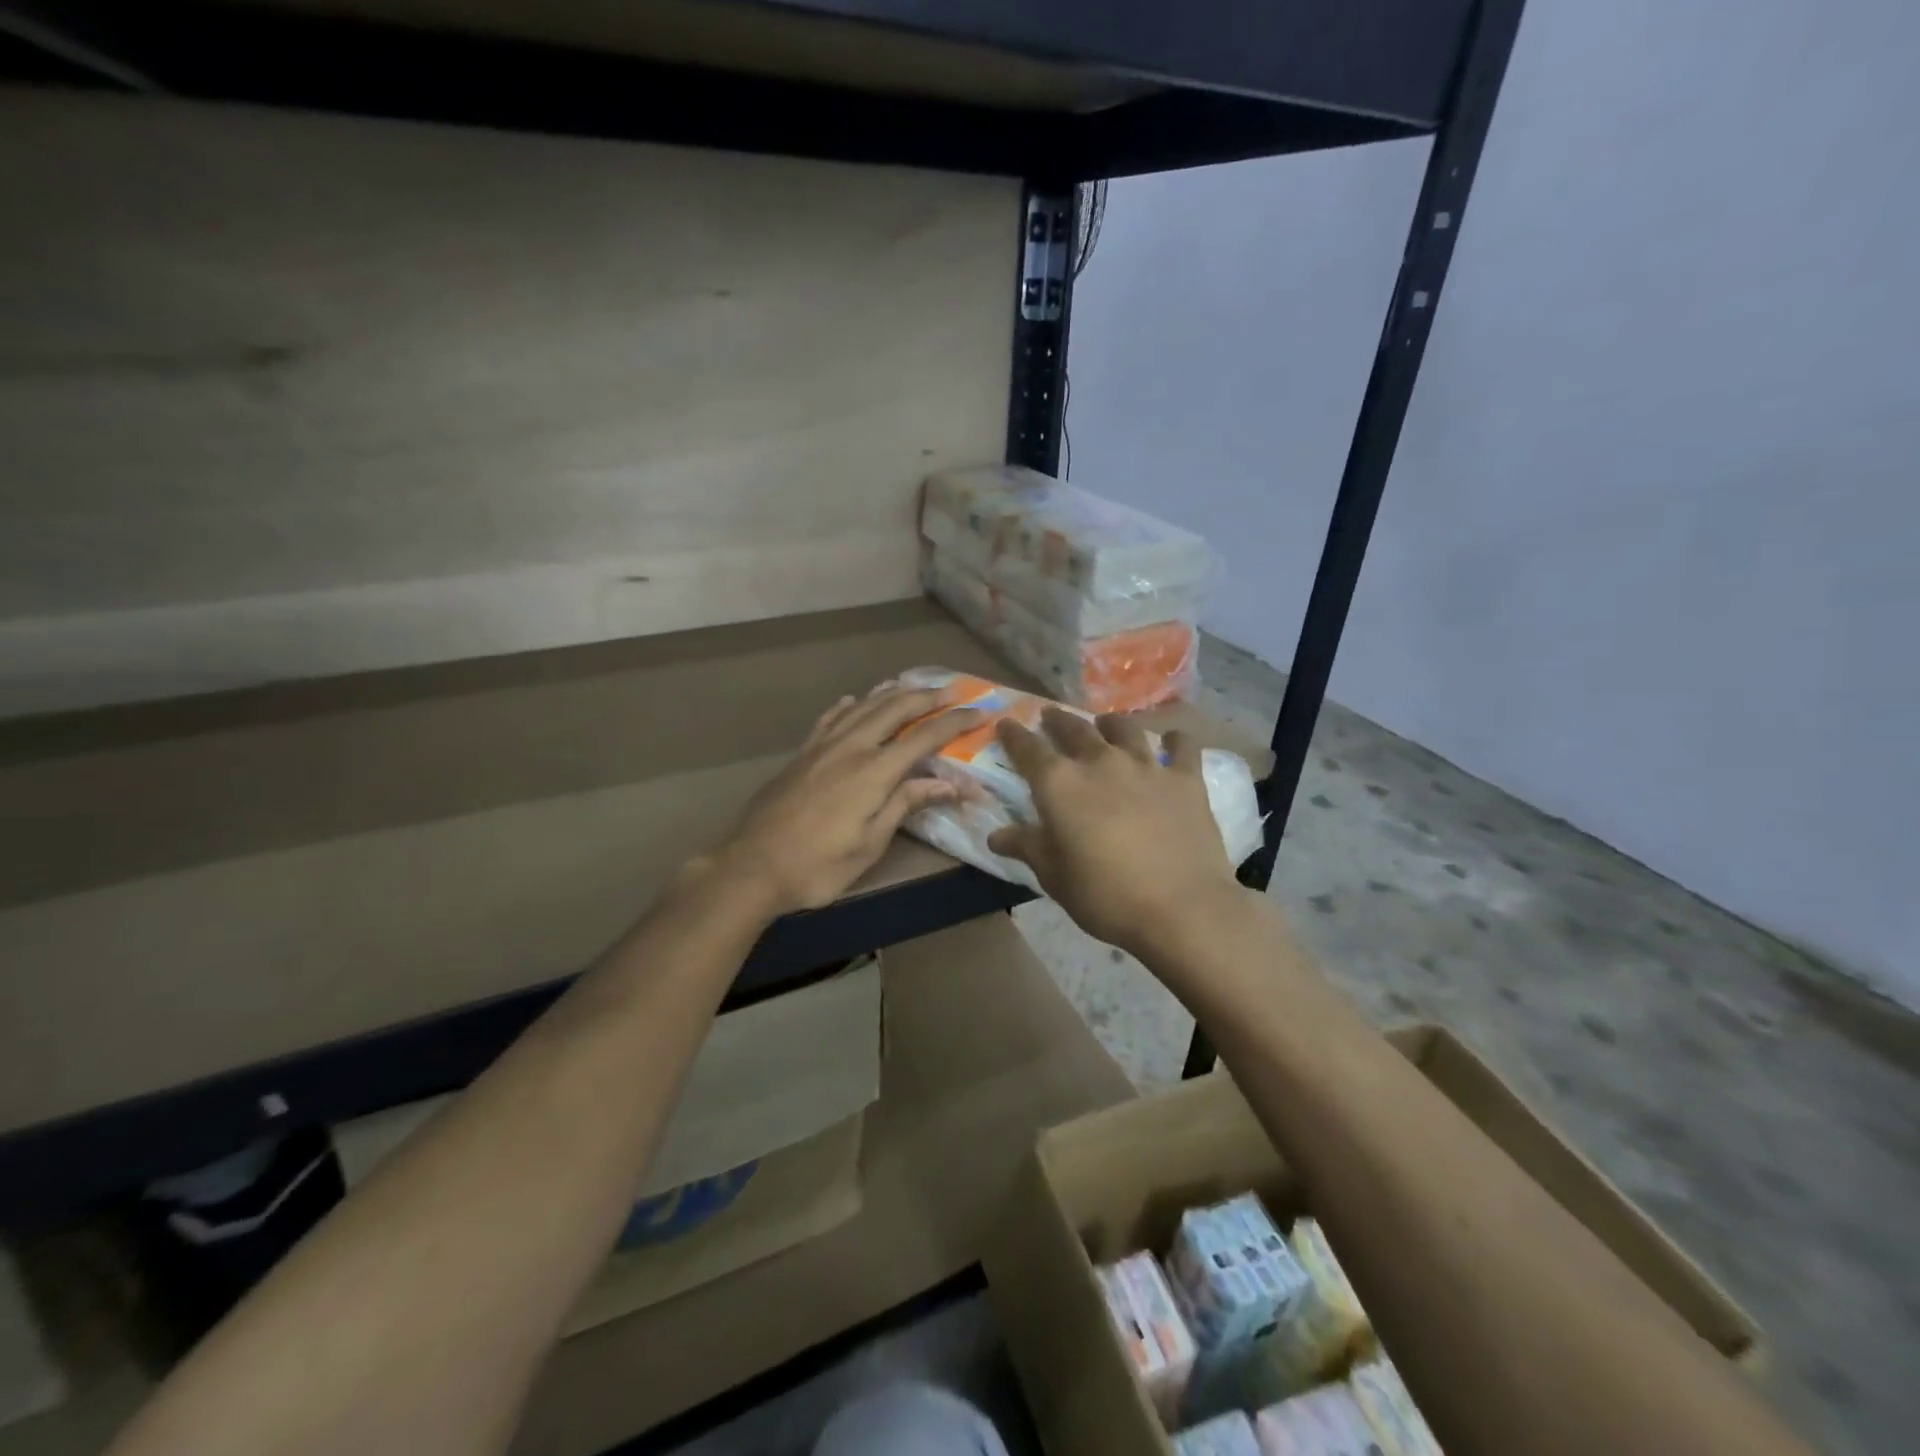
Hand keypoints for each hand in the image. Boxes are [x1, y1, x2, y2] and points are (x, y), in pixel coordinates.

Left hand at [713, 684, 981, 916]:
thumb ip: (906, 804)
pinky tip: (854, 700)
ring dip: (891, 693)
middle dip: (927, 698)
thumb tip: (950, 784)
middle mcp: (850, 748)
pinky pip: (829, 719)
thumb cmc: (817, 866)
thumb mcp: (870, 843)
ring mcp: (822, 747)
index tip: (980, 712)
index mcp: (873, 771)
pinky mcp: (802, 754)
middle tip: (953, 692)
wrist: (751, 866)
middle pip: (895, 709)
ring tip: (912, 685)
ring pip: (863, 707)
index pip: (924, 736)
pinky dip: (848, 706)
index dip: (955, 722)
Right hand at [987, 709, 1243, 955]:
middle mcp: (1099, 763)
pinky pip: (1181, 746)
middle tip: (1051, 716)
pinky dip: (1174, 740)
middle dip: (1058, 720)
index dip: (1013, 735)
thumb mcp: (1054, 877)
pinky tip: (1173, 741)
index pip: (1028, 749)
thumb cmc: (1105, 896)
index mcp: (1060, 785)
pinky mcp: (1185, 779)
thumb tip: (996, 836)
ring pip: (1124, 729)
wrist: (1181, 908)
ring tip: (1106, 724)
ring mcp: (1146, 766)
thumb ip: (1027, 847)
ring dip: (1110, 724)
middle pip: (1074, 728)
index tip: (1005, 724)